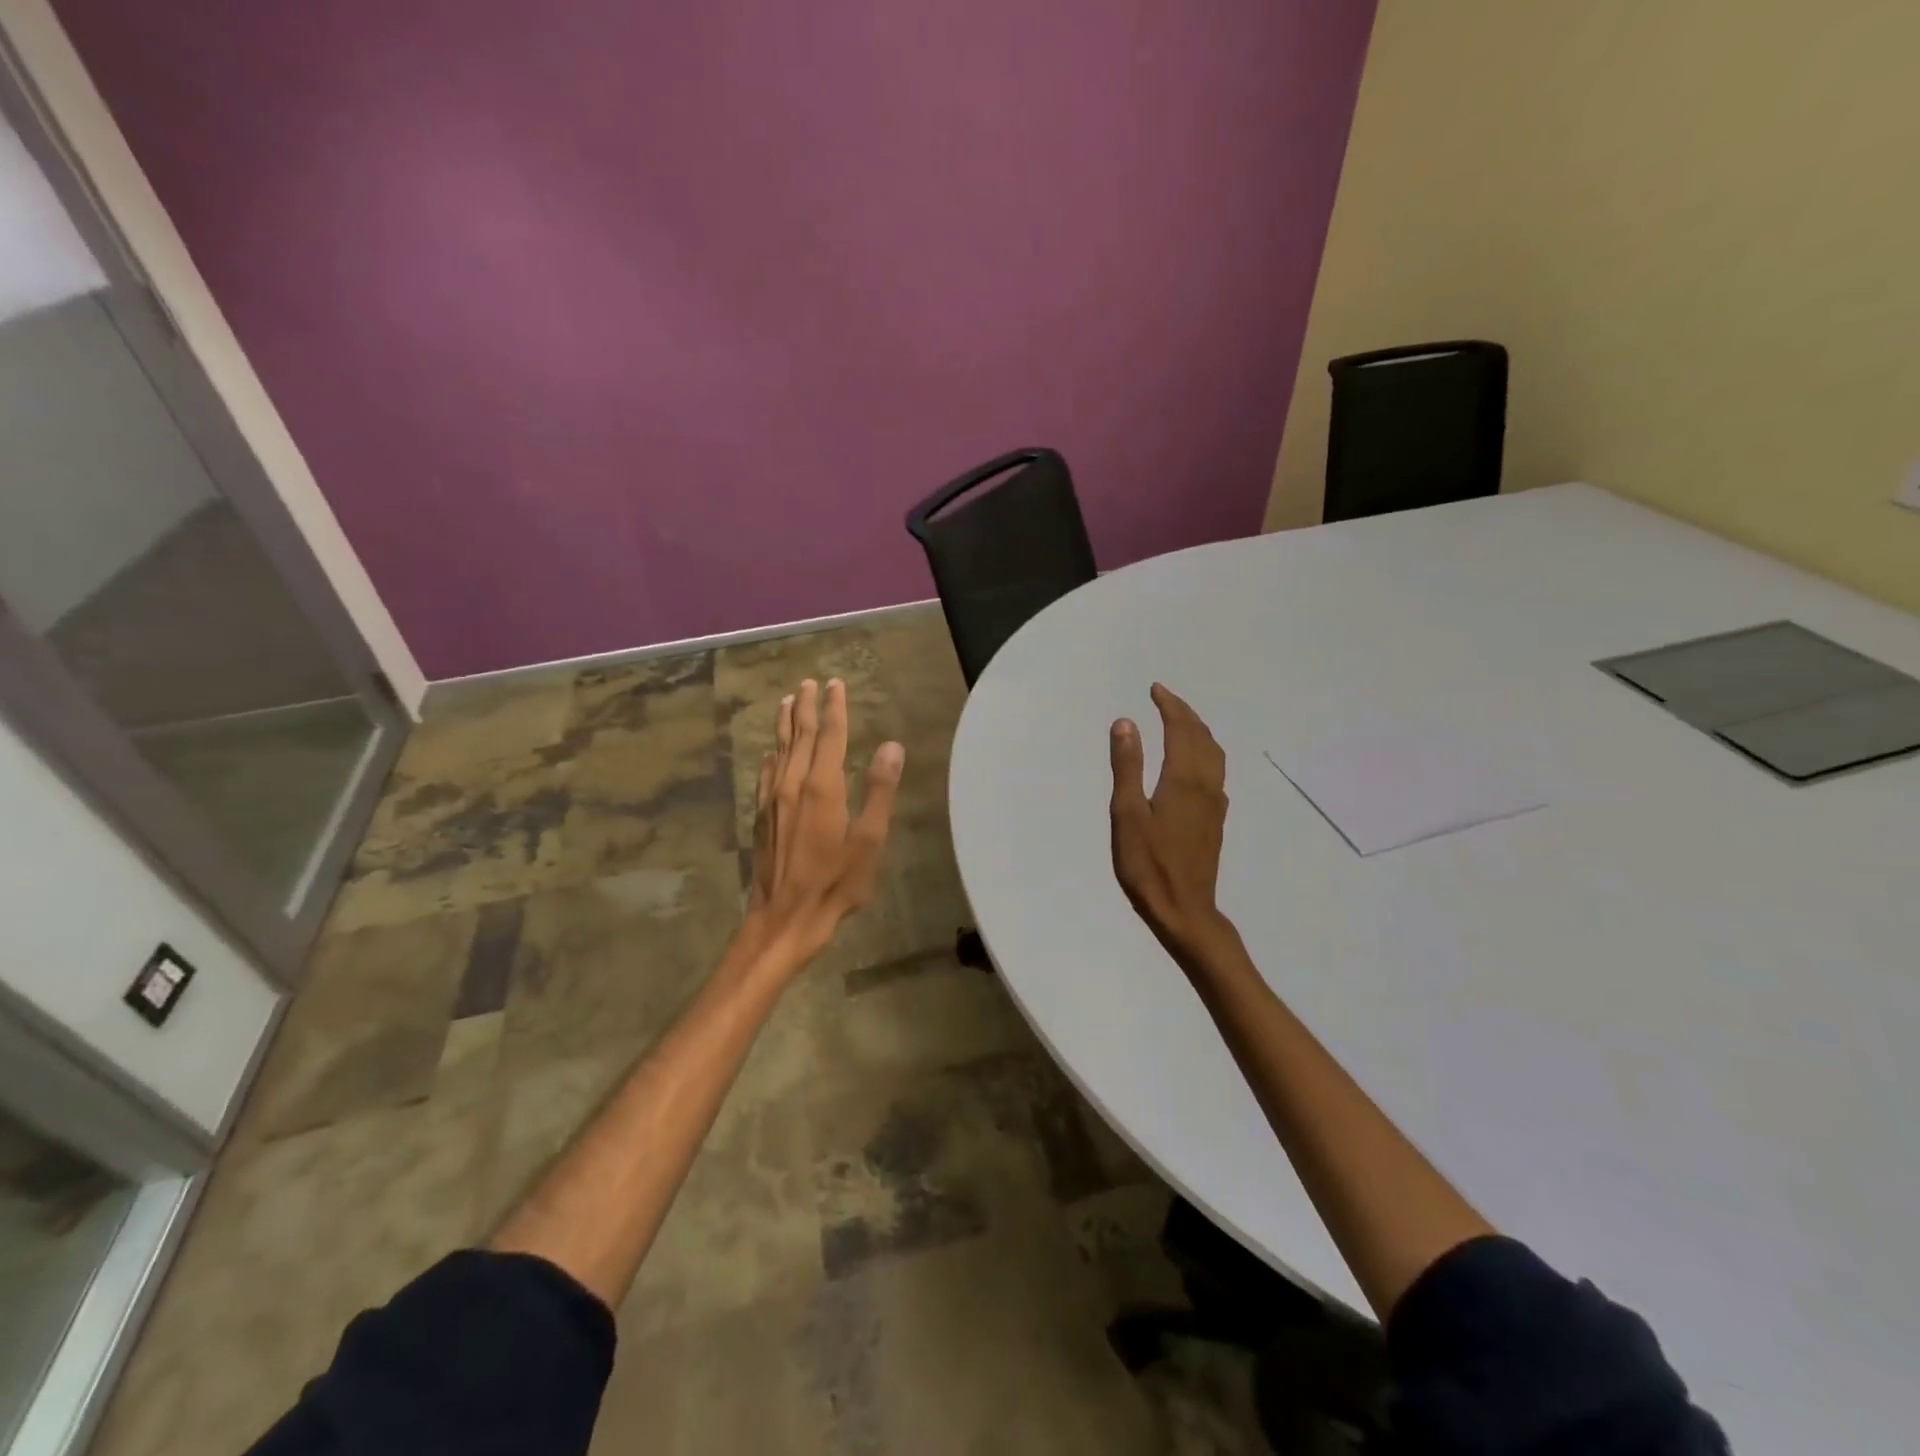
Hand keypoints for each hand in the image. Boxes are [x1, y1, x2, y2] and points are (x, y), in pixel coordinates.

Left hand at [744, 678, 903, 972]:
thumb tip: (891, 746)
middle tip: (809, 682)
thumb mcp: (869, 840)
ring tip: (787, 701)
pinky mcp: (762, 816)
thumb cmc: (835, 882)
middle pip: (800, 735)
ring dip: (784, 723)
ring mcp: (773, 799)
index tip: (835, 684)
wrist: (784, 917)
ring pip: (779, 750)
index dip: (835, 707)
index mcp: (822, 786)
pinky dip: (771, 755)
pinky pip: (765, 773)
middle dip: (806, 706)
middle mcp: (793, 783)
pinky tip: (770, 753)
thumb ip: (880, 791)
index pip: (830, 735)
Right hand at [1109, 683, 1235, 964]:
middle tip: (1165, 698)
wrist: (1184, 910)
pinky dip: (1205, 753)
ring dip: (1198, 731)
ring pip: (1214, 754)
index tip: (1156, 689)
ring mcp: (1214, 804)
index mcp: (1183, 779)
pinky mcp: (1215, 820)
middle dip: (1185, 713)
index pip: (1181, 729)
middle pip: (1202, 737)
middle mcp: (1206, 785)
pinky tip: (1195, 764)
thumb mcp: (1127, 813)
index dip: (1170, 706)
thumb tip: (1126, 722)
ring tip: (1181, 722)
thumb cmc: (1148, 864)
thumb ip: (1128, 766)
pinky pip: (1215, 772)